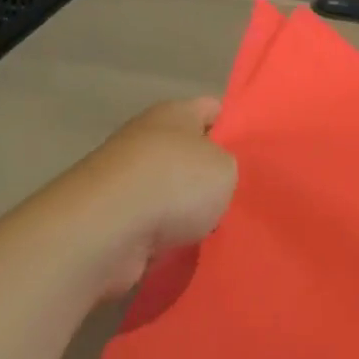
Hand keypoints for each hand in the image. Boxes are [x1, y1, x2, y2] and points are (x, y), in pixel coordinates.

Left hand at [59, 97, 237, 297]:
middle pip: (188, 152)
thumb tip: (211, 179)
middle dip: (209, 176)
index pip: (212, 109)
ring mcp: (123, 179)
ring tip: (214, 230)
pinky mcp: (109, 217)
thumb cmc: (174, 182)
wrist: (105, 229)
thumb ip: (228, 167)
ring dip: (185, 211)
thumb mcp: (226, 168)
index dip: (234, 128)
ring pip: (168, 191)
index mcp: (174, 113)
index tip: (253, 156)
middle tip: (237, 197)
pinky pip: (149, 223)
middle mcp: (145, 138)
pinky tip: (183, 250)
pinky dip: (162, 236)